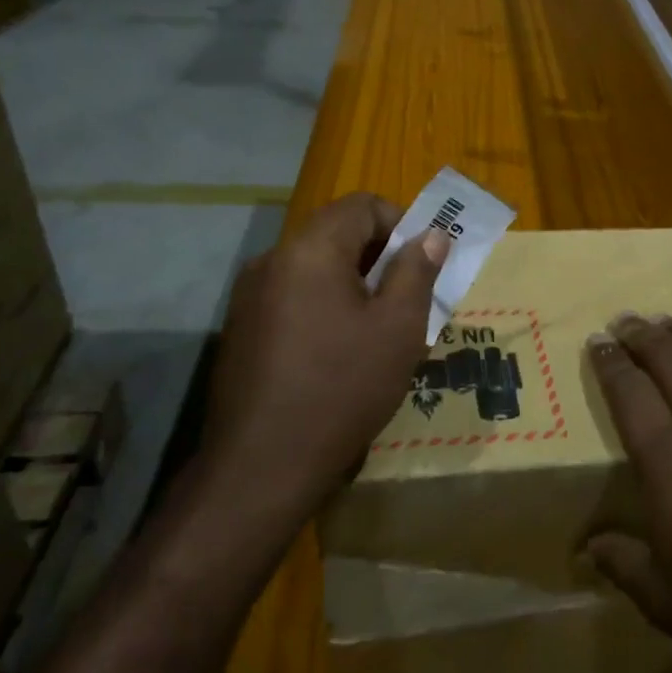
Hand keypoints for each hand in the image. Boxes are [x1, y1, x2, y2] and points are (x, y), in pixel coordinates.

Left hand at [198, 195, 445, 527]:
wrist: (261, 467)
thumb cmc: (342, 388)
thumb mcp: (398, 328)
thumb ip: (417, 271)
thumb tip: (431, 234)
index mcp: (310, 249)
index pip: (361, 205)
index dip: (401, 222)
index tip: (424, 261)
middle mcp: (272, 260)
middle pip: (335, 233)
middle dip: (378, 255)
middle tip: (407, 297)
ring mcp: (249, 296)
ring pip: (313, 267)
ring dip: (351, 282)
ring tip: (377, 328)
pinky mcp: (240, 329)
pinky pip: (292, 297)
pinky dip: (322, 306)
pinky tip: (337, 353)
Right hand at [583, 315, 671, 672]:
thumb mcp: (666, 601)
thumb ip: (621, 564)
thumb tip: (587, 548)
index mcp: (667, 459)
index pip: (628, 391)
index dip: (608, 362)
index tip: (597, 341)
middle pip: (667, 357)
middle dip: (640, 334)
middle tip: (625, 321)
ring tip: (667, 324)